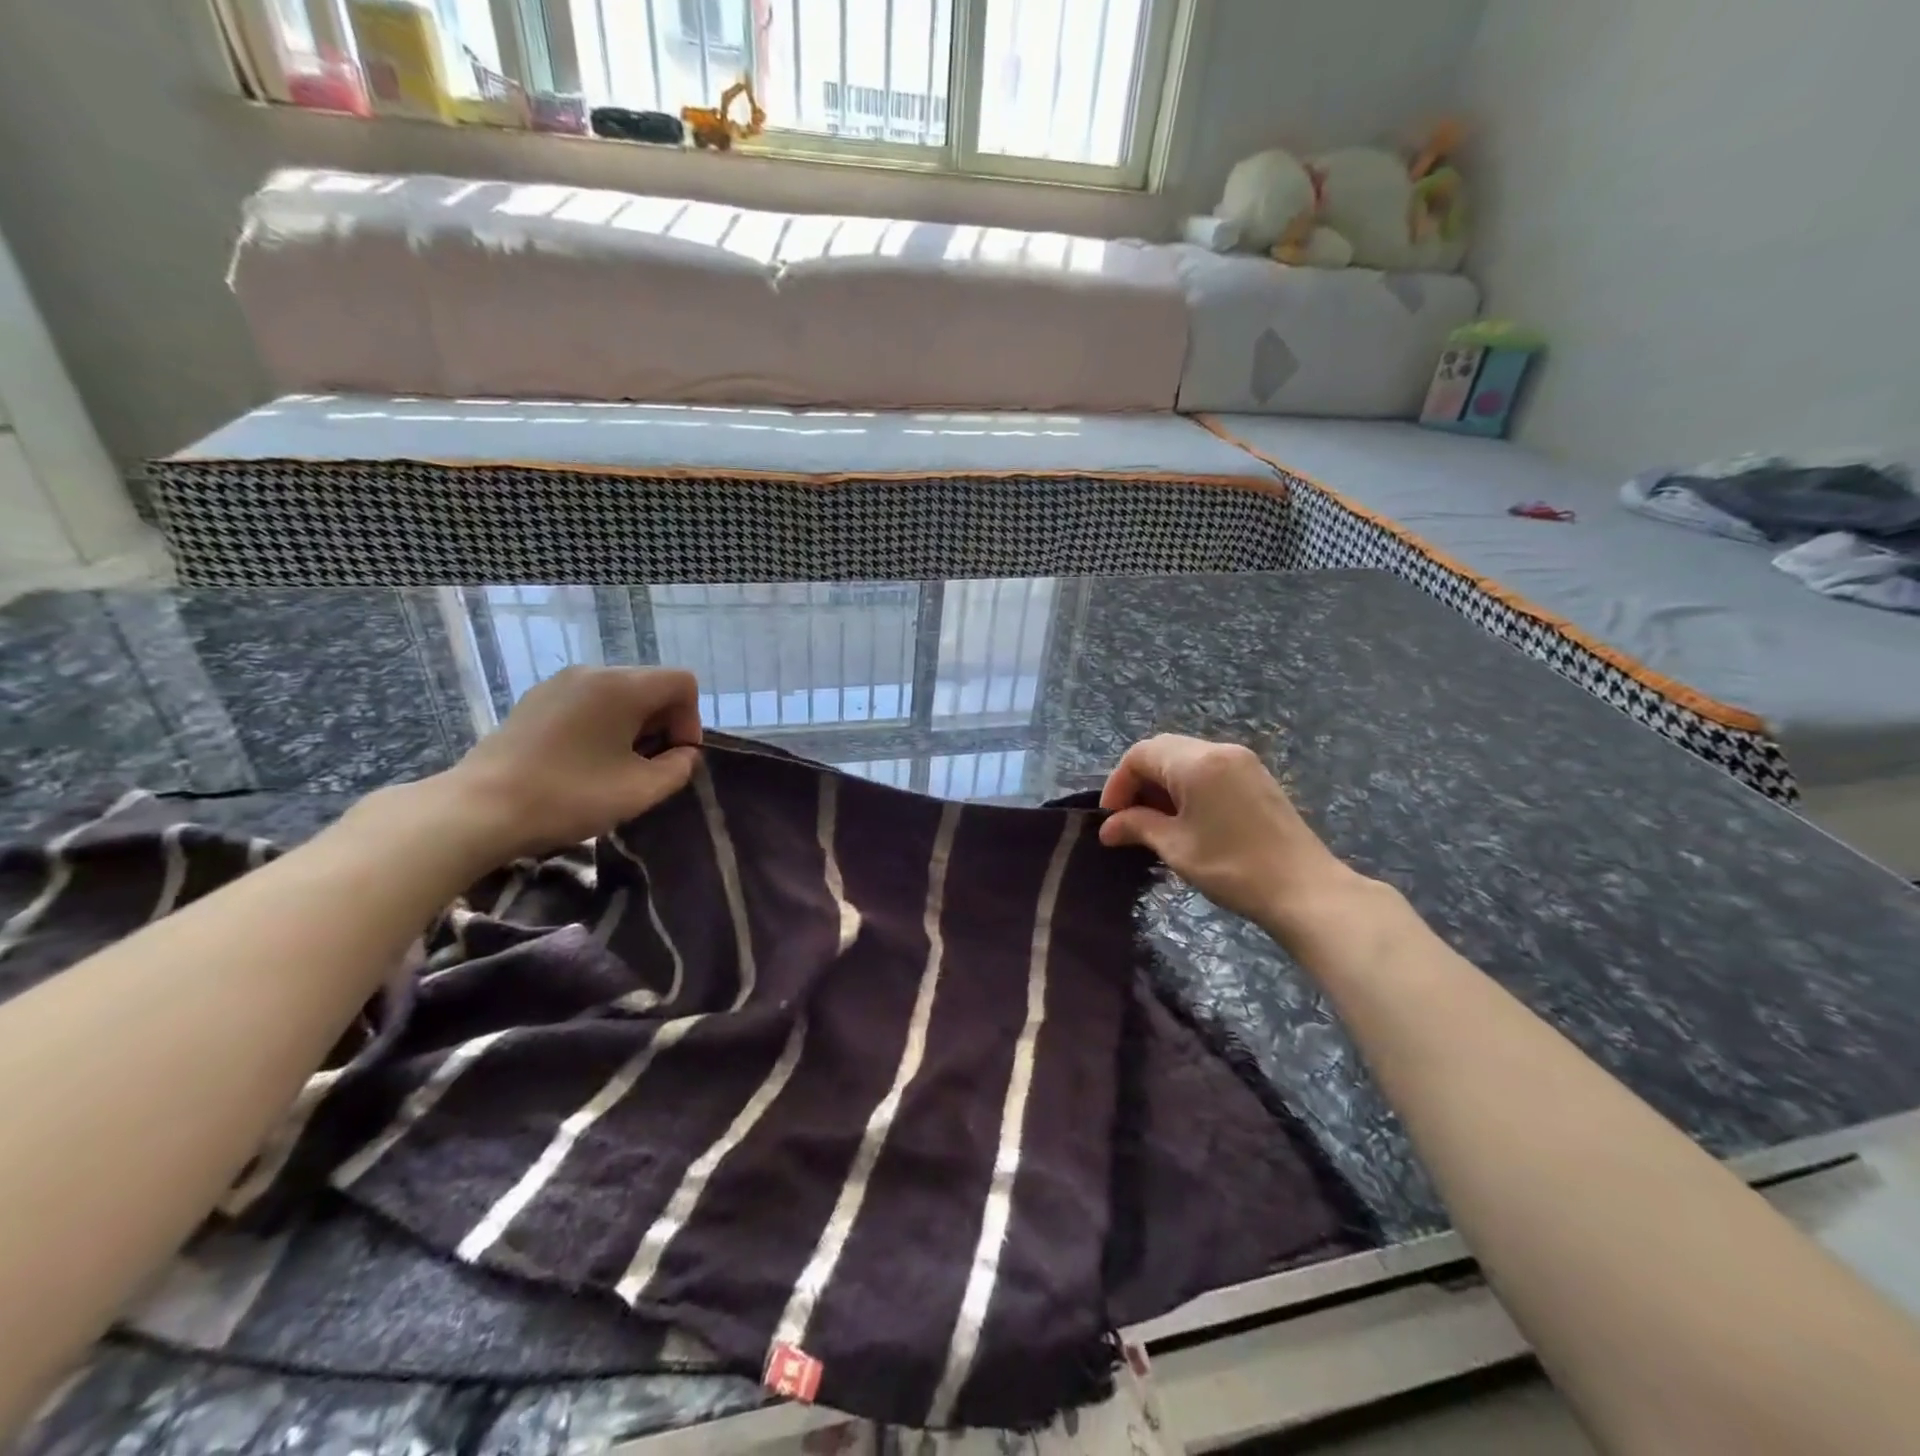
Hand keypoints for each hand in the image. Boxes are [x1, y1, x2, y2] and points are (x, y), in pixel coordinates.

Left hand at [435, 667, 702, 860]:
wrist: (478, 810)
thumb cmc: (570, 796)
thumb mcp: (641, 790)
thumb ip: (678, 768)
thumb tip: (683, 755)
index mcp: (623, 686)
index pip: (682, 683)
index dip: (690, 721)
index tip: (673, 759)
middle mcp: (593, 673)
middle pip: (650, 685)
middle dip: (662, 724)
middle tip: (648, 766)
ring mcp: (558, 684)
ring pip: (618, 694)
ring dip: (632, 726)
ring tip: (615, 766)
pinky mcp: (534, 701)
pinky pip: (587, 702)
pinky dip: (601, 724)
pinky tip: (583, 761)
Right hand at [1099, 735, 1371, 933]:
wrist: (1305, 890)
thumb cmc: (1233, 868)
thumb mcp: (1176, 848)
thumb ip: (1137, 827)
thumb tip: (1108, 828)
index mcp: (1196, 762)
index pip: (1140, 755)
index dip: (1117, 784)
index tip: (1110, 818)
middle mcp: (1219, 750)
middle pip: (1162, 749)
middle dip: (1138, 780)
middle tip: (1128, 819)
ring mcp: (1242, 761)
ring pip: (1186, 757)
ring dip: (1162, 783)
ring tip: (1155, 822)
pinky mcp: (1256, 777)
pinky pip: (1208, 768)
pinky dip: (1187, 785)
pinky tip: (1186, 818)